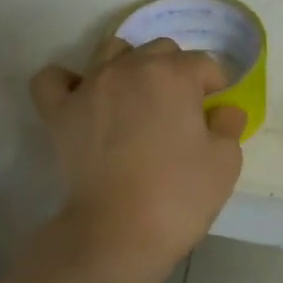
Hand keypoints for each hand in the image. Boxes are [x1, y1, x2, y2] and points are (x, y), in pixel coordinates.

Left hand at [30, 36, 245, 282]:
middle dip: (175, 71)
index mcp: (174, 74)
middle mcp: (130, 68)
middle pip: (160, 50)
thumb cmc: (179, 196)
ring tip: (135, 98)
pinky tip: (81, 97)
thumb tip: (223, 110)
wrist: (118, 232)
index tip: (215, 112)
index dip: (215, 86)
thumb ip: (228, 125)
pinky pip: (53, 79)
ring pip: (111, 50)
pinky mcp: (60, 111)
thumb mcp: (226, 162)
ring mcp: (90, 86)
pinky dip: (67, 82)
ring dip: (129, 65)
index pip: (204, 64)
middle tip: (179, 110)